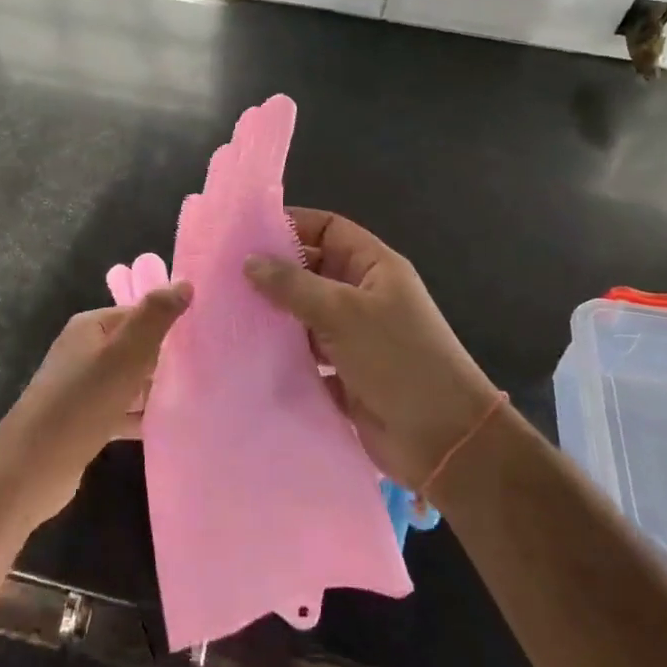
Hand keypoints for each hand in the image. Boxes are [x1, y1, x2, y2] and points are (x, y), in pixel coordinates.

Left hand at [0, 283, 191, 526]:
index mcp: (90, 327)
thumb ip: (155, 318)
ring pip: (130, 381)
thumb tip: (185, 283)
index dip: (169, 323)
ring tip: (197, 396)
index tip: (204, 337)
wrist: (31, 469)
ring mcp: (83, 388)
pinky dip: (142, 416)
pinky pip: (122, 411)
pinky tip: (169, 425)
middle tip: (206, 368)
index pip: (138, 313)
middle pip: (135, 347)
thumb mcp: (124, 355)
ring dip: (156, 389)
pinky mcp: (86, 421)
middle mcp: (84, 351)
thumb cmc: (81, 403)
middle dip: (166, 358)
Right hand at [245, 209, 498, 492]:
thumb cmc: (399, 359)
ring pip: (305, 314)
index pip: (328, 228)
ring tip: (226, 311)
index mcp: (374, 267)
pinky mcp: (344, 373)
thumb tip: (249, 261)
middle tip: (222, 274)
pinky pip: (306, 353)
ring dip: (274, 314)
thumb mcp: (344, 313)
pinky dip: (282, 352)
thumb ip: (294, 285)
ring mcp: (354, 336)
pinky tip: (246, 352)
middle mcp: (363, 295)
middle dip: (274, 272)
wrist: (444, 441)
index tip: (245, 232)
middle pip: (312, 270)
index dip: (291, 225)